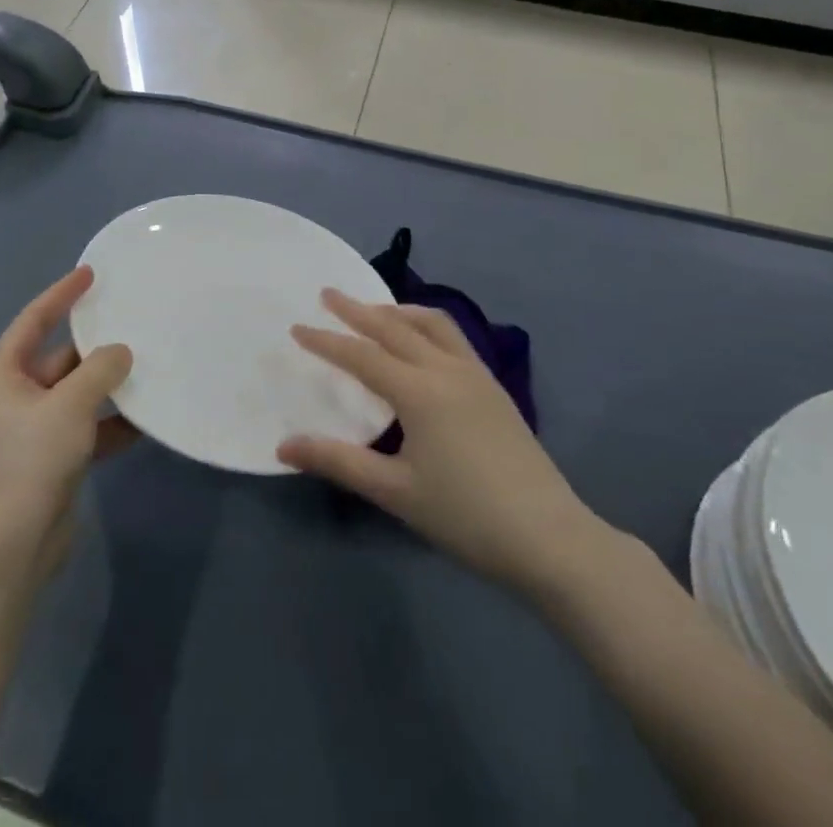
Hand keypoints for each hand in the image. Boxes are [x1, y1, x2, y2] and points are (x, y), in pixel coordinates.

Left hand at [0, 266, 134, 585]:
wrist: (12, 547)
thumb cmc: (30, 460)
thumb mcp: (69, 405)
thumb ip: (99, 370)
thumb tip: (121, 352)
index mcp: (2, 375)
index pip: (33, 320)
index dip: (61, 294)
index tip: (90, 274)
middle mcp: (13, 397)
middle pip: (59, 359)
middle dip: (94, 348)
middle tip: (133, 326)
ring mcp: (32, 430)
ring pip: (76, 394)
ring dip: (106, 386)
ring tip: (146, 369)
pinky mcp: (51, 459)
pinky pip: (85, 427)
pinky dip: (110, 423)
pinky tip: (144, 420)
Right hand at [278, 291, 606, 596]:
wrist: (549, 537)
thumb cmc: (465, 516)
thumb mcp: (395, 492)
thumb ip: (338, 462)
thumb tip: (283, 446)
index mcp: (419, 392)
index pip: (361, 356)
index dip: (326, 341)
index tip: (297, 327)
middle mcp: (446, 369)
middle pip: (394, 327)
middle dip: (357, 310)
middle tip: (328, 294)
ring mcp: (475, 374)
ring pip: (431, 323)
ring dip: (397, 311)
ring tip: (374, 310)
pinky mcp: (494, 386)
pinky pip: (454, 337)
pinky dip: (426, 324)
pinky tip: (422, 341)